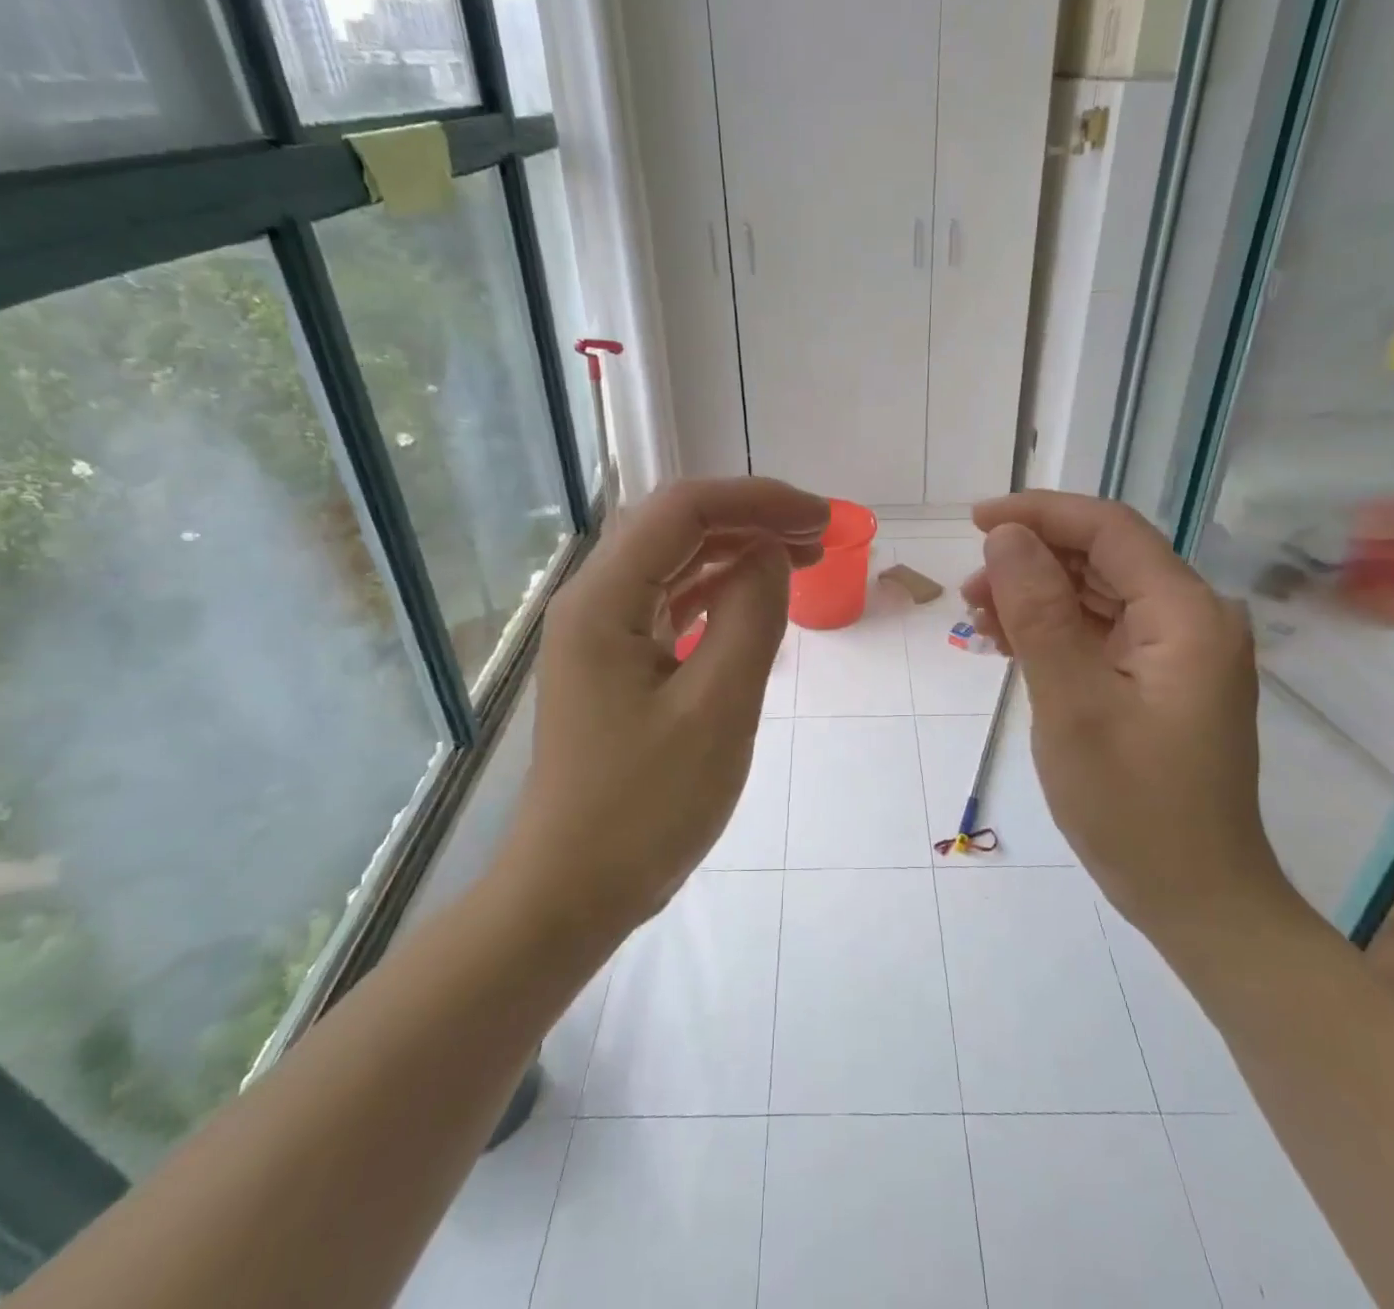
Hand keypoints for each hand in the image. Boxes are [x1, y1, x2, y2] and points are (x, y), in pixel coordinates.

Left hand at [499, 478, 827, 939]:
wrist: (573, 892)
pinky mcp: (615, 664)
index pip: (683, 510)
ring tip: (801, 556)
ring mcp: (601, 634)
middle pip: (674, 528)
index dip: (757, 500)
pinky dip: (717, 591)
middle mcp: (593, 602)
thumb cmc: (645, 808)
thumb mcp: (717, 709)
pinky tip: (754, 596)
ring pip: (673, 563)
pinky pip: (670, 605)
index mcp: (603, 601)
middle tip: (819, 536)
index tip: (820, 519)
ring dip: (736, 551)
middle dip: (750, 519)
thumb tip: (772, 552)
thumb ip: (751, 617)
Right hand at [962, 492, 1296, 947]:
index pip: (1110, 529)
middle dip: (1031, 561)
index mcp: (1186, 615)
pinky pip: (1103, 633)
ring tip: (978, 620)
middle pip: (1104, 559)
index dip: (1040, 513)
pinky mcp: (1162, 680)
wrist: (1195, 896)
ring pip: (1099, 595)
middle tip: (968, 590)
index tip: (976, 522)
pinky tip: (1010, 645)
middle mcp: (1192, 620)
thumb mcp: (1071, 704)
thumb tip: (1007, 537)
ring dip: (1037, 597)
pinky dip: (1056, 631)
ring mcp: (1180, 652)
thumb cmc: (1133, 806)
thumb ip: (1039, 612)